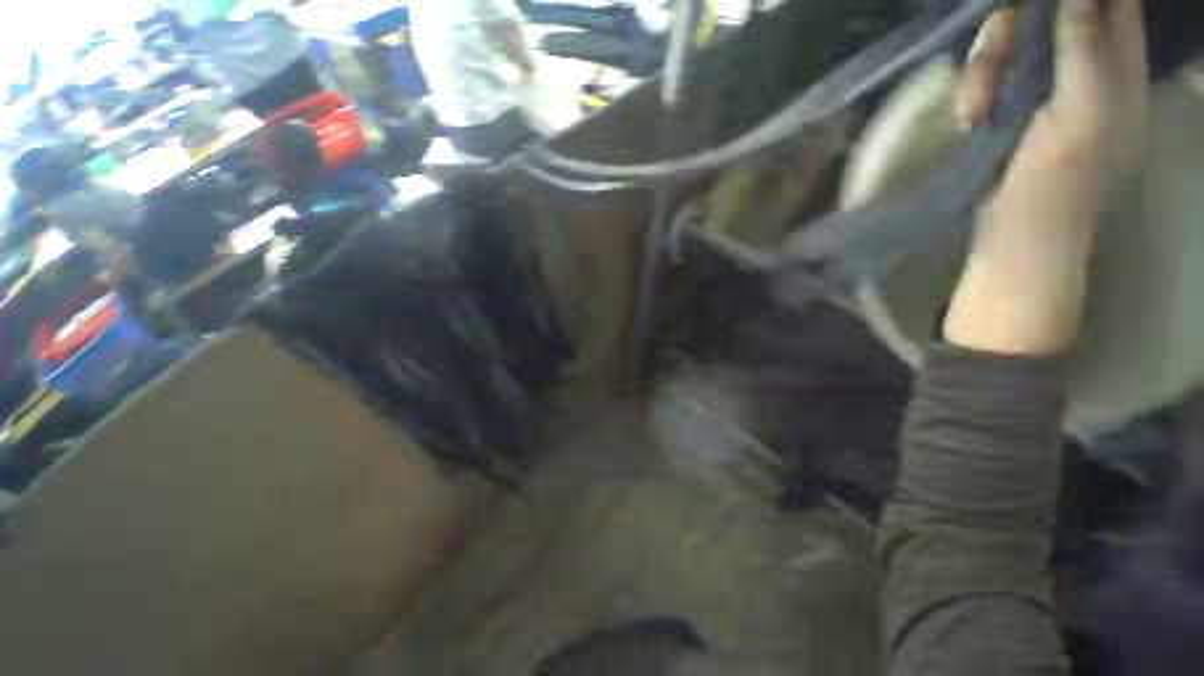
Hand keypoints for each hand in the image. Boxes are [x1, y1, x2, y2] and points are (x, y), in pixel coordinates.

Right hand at [960, 0, 1148, 217]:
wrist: (1013, 232)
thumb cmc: (1057, 183)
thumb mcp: (1080, 115)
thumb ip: (1084, 49)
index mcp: (1118, 70)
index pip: (1118, 7)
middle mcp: (1084, 70)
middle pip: (1057, 14)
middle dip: (1025, 22)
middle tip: (1001, 32)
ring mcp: (1044, 88)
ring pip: (1015, 43)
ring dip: (988, 66)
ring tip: (977, 107)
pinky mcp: (1009, 106)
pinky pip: (989, 76)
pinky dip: (973, 92)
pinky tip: (970, 118)